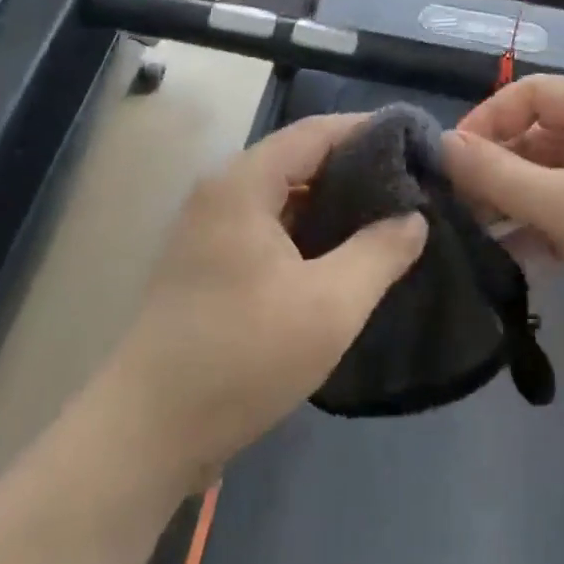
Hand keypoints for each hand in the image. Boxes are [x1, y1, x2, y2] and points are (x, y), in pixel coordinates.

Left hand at [103, 114, 427, 487]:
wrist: (147, 433)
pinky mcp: (208, 261)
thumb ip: (379, 253)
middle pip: (298, 159)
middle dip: (354, 168)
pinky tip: (341, 253)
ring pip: (283, 195)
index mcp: (244, 183)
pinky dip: (306, 229)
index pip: (316, 132)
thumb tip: (413, 219)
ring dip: (330, 202)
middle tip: (409, 185)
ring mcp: (210, 227)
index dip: (368, 131)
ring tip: (385, 217)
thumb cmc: (242, 357)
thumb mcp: (329, 306)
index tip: (416, 145)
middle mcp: (222, 191)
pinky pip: (268, 225)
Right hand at [441, 76, 563, 383]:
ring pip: (546, 179)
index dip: (488, 119)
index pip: (531, 93)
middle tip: (455, 202)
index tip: (453, 160)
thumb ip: (498, 174)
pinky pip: (563, 214)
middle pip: (536, 137)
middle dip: (495, 166)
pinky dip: (534, 229)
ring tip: (470, 229)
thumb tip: (441, 144)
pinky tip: (504, 255)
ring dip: (510, 200)